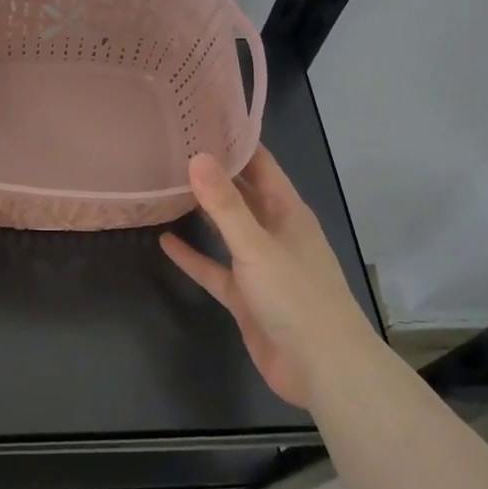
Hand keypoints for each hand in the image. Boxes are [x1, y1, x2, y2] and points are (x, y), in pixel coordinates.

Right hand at [160, 146, 367, 407]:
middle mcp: (274, 232)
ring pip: (227, 230)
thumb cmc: (296, 297)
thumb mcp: (256, 245)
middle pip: (242, 194)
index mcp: (288, 212)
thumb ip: (225, 205)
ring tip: (167, 187)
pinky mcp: (245, 296)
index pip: (261, 165)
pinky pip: (215, 269)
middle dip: (214, 173)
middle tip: (174, 148)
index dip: (235, 142)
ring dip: (202, 212)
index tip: (201, 120)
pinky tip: (165, 242)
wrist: (322, 369)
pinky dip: (194, 256)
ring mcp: (260, 266)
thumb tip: (197, 156)